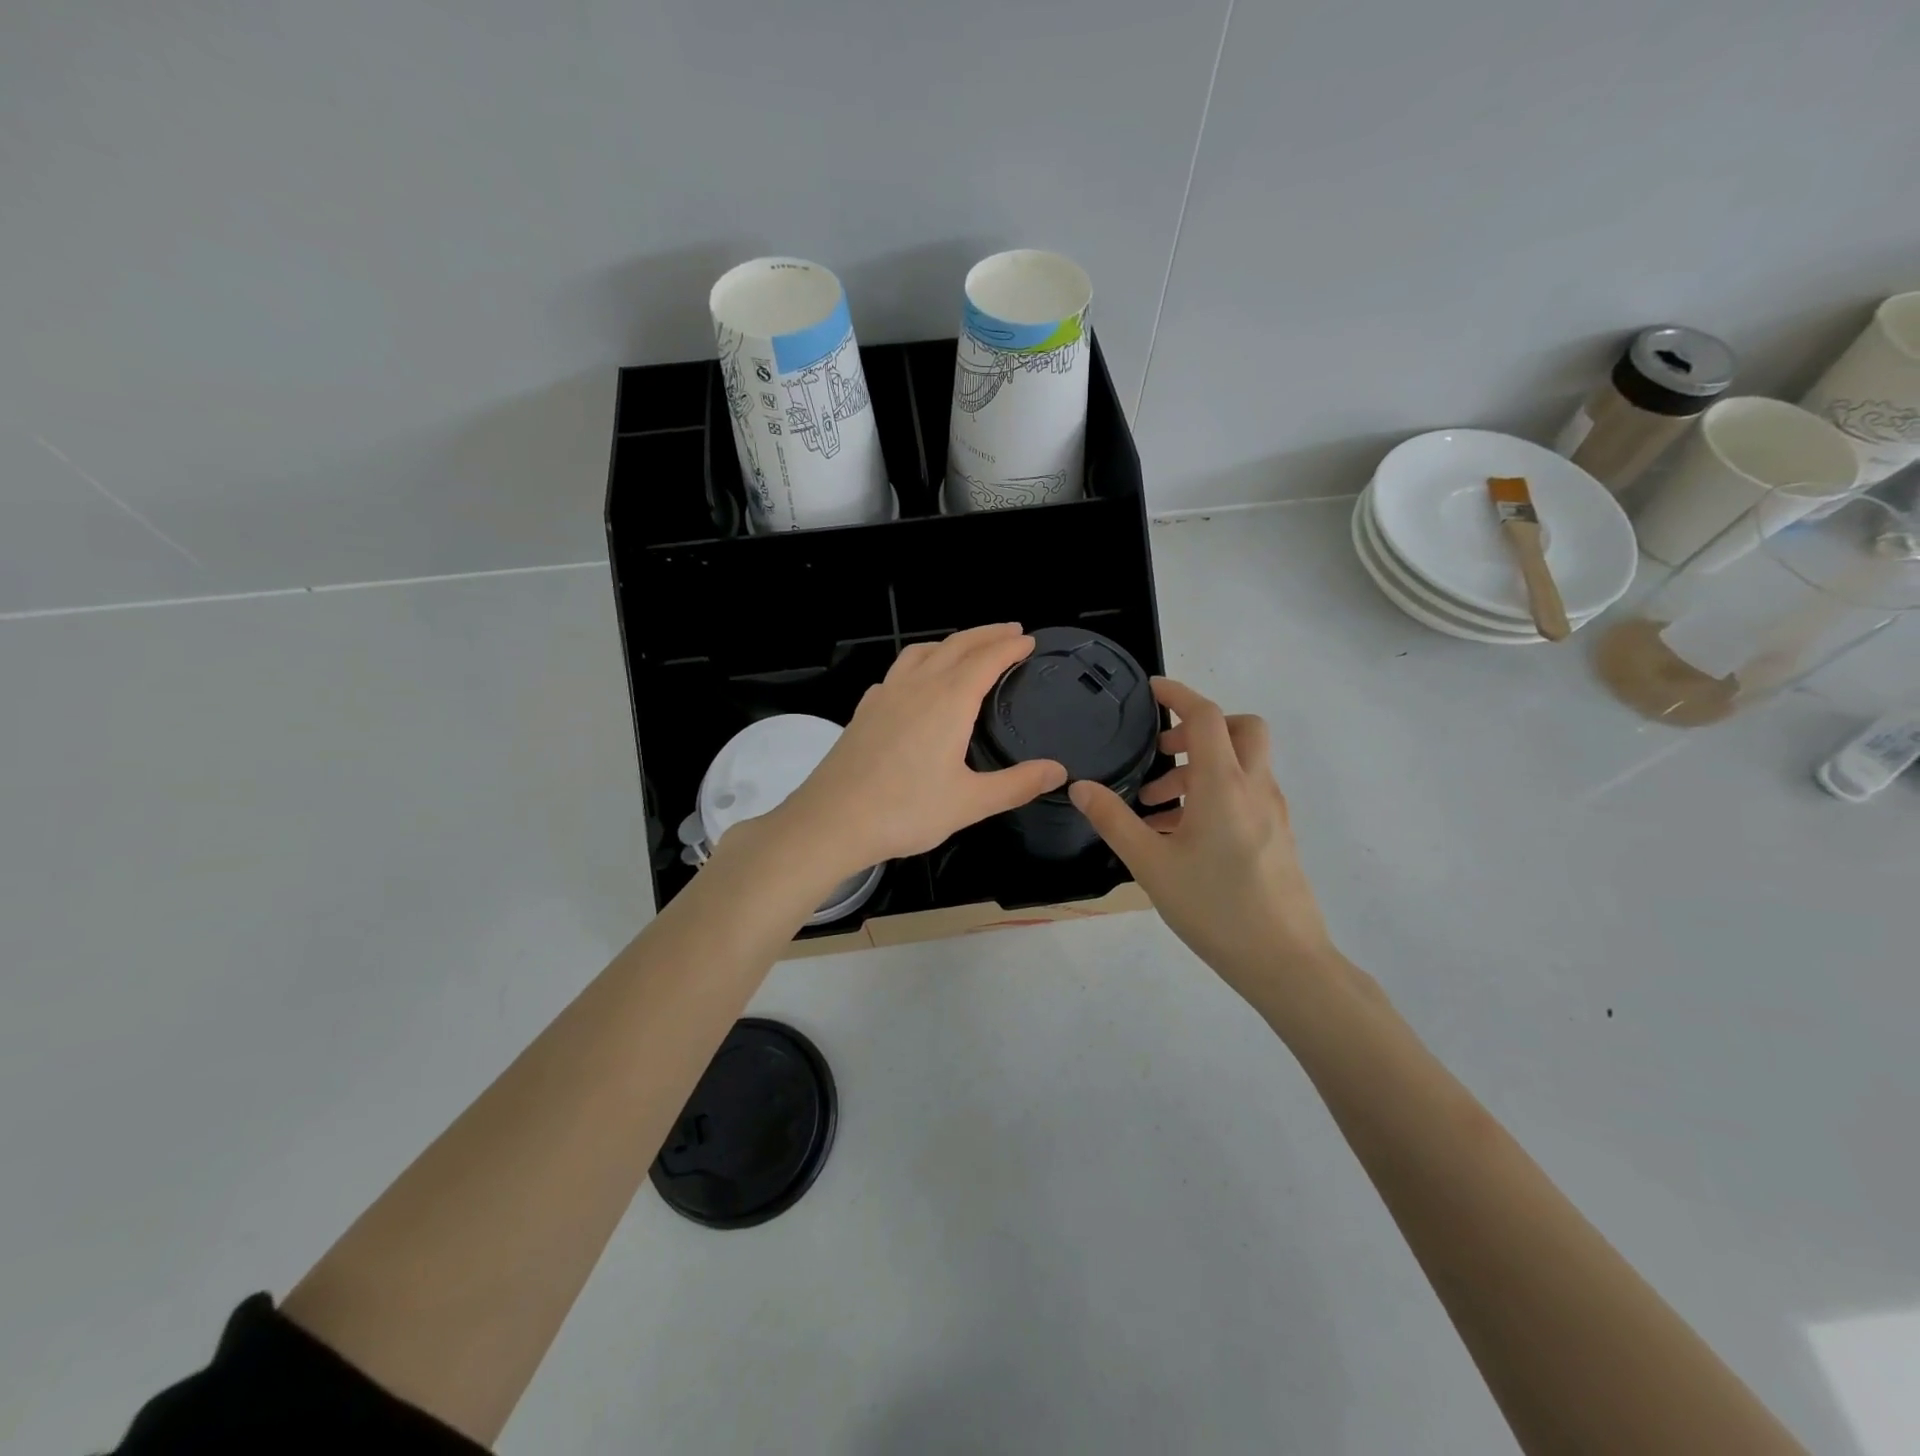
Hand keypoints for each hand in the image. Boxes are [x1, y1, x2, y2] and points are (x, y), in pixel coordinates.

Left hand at [779, 623, 1067, 875]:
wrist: (832, 821)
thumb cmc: (905, 811)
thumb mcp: (970, 803)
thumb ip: (1017, 784)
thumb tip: (1059, 770)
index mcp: (948, 702)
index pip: (986, 660)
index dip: (1010, 646)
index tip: (1029, 640)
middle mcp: (917, 687)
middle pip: (955, 646)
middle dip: (986, 634)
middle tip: (1010, 630)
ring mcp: (885, 695)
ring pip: (921, 652)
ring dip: (949, 642)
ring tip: (966, 647)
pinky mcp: (865, 711)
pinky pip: (896, 672)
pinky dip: (917, 664)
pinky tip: (915, 683)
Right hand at [1069, 678, 1335, 1000]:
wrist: (1285, 961)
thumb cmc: (1214, 907)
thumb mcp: (1150, 864)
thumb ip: (1114, 820)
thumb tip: (1080, 787)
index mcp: (1224, 785)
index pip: (1206, 716)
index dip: (1178, 694)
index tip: (1151, 690)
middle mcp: (1255, 788)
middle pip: (1241, 728)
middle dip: (1200, 727)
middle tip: (1162, 752)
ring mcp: (1273, 811)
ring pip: (1244, 763)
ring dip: (1203, 766)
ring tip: (1158, 807)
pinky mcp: (1279, 835)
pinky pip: (1248, 792)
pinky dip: (1218, 791)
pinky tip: (1185, 834)